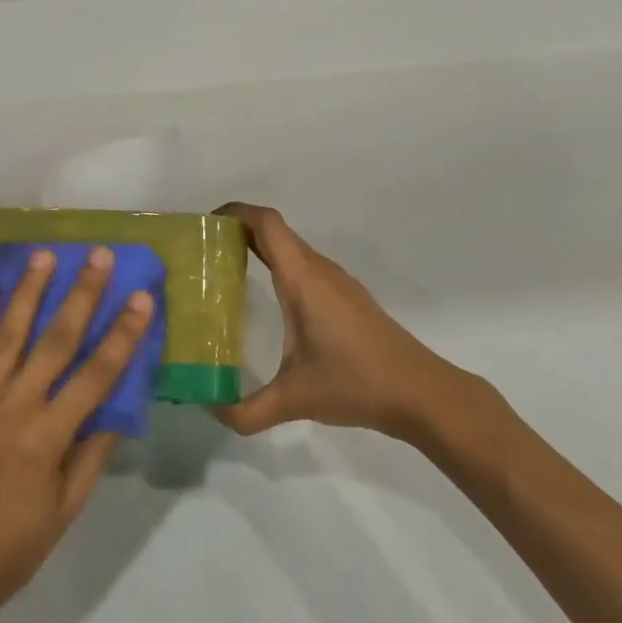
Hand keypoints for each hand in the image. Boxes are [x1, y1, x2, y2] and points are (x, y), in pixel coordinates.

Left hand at [0, 247, 153, 619]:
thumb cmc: (18, 542)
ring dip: (28, 292)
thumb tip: (119, 405)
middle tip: (98, 256)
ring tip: (44, 256)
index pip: (96, 375)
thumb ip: (94, 451)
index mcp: (48, 436)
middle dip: (81, 295)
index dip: (122, 334)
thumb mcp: (69, 506)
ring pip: (6, 334)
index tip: (141, 298)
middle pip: (54, 340)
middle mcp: (14, 407)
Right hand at [214, 203, 493, 445]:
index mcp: (302, 280)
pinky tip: (264, 299)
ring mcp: (336, 282)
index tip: (203, 226)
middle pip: (274, 230)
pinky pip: (302, 265)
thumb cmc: (356, 383)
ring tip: (222, 273)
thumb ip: (246, 411)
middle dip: (235, 231)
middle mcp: (318, 270)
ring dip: (256, 247)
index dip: (234, 212)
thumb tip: (207, 407)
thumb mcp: (294, 400)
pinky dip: (276, 265)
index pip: (266, 223)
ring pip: (290, 248)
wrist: (421, 392)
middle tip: (200, 255)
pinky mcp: (346, 297)